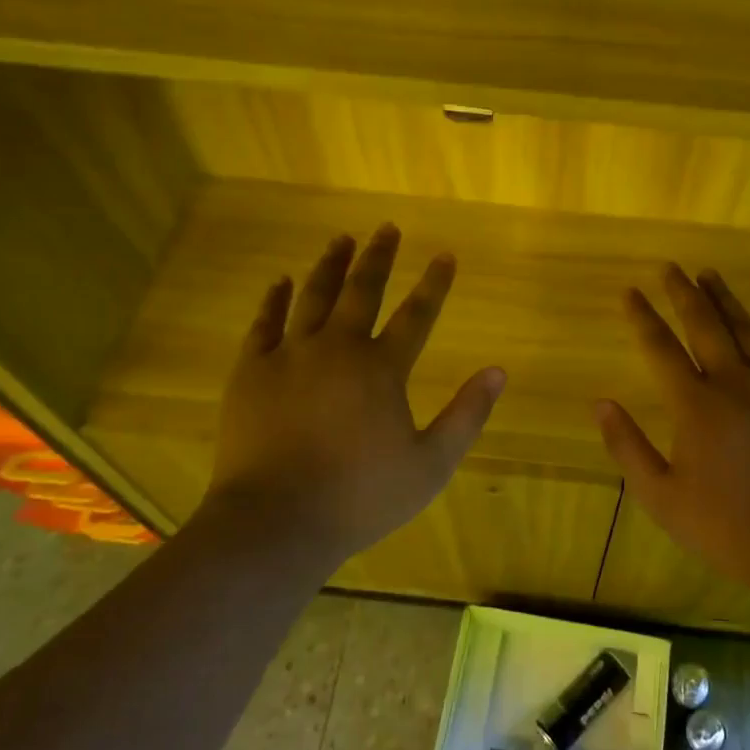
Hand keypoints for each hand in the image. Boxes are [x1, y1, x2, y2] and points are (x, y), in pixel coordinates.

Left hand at [200, 223, 504, 566]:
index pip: (416, 315)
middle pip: (362, 291)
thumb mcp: (430, 464)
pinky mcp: (250, 372)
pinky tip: (280, 281)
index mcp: (382, 369)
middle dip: (378, 257)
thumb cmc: (360, 497)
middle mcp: (337, 349)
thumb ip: (467, 415)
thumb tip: (499, 371)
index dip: (434, 284)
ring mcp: (290, 357)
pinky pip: (264, 324)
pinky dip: (274, 299)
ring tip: (340, 239)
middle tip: (387, 228)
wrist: (276, 521)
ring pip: (313, 297)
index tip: (445, 256)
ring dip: (330, 266)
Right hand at [595, 265, 749, 605]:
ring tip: (710, 275)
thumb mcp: (661, 497)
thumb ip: (628, 447)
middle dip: (684, 293)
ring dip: (725, 300)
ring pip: (747, 330)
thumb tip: (600, 403)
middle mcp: (735, 384)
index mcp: (695, 406)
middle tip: (671, 268)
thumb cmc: (726, 527)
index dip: (643, 317)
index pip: (660, 348)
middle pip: (705, 325)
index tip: (630, 291)